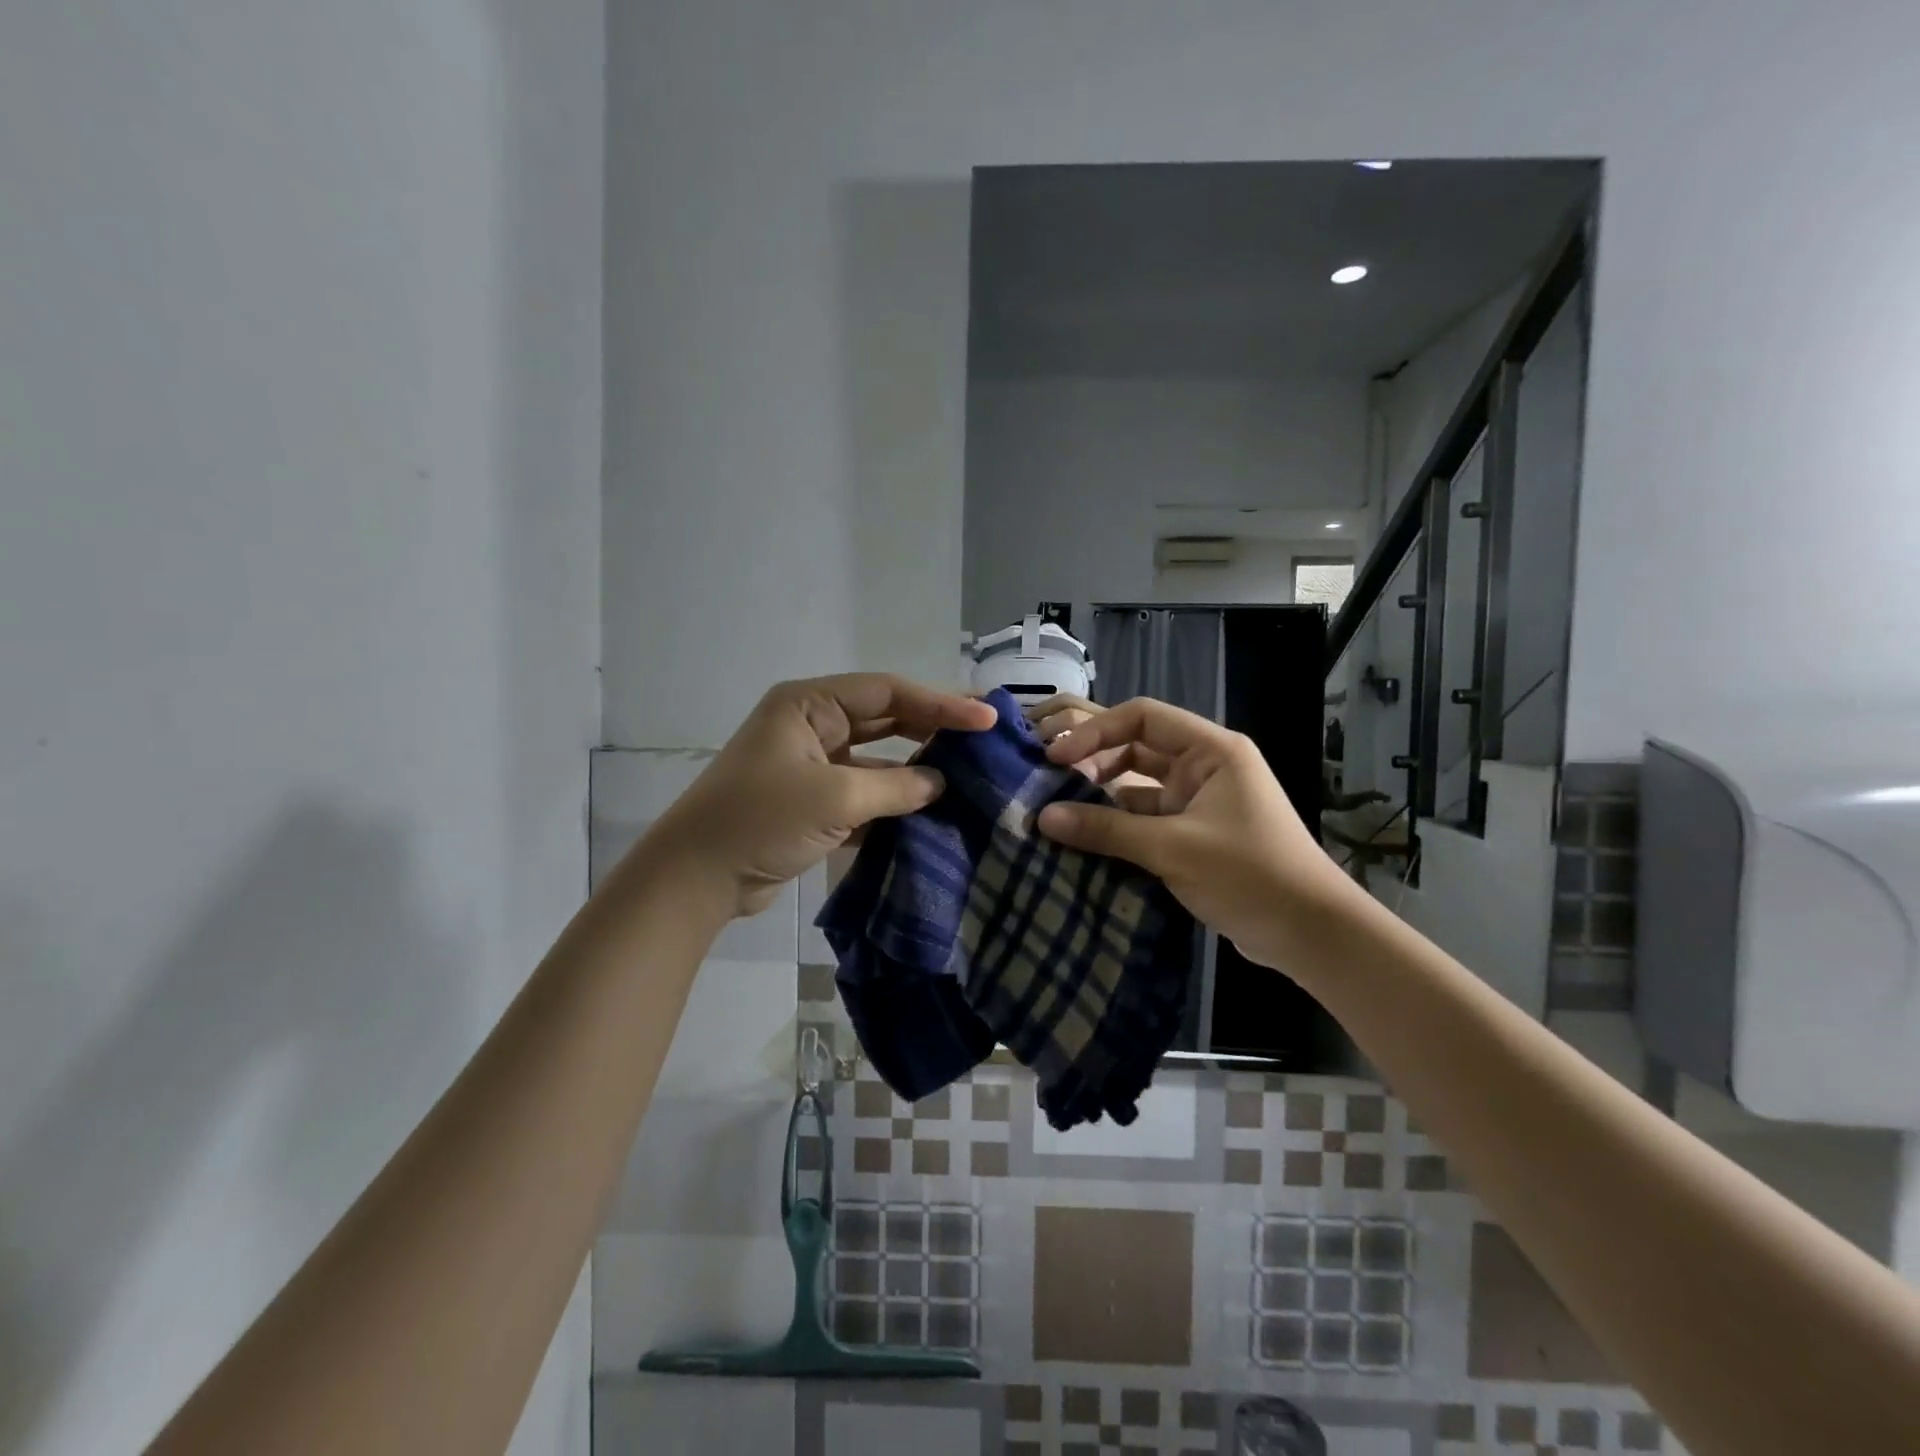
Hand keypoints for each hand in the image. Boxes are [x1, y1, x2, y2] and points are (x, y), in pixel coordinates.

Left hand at [635, 675, 996, 919]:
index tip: (985, 718)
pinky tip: (929, 814)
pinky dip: (893, 802)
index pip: (888, 693)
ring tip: (966, 777)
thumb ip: (895, 788)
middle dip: (932, 728)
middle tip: (982, 738)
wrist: (696, 878)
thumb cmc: (761, 819)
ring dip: (915, 770)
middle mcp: (812, 726)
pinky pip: (864, 792)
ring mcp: (812, 765)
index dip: (940, 703)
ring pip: (876, 759)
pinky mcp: (812, 801)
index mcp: (809, 705)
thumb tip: (940, 784)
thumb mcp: (835, 798)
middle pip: (885, 719)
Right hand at [1036, 697, 1348, 968]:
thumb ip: (1107, 830)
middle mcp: (1203, 765)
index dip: (1094, 732)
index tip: (1055, 759)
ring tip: (1053, 802)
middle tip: (1042, 769)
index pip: (1141, 718)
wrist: (1311, 934)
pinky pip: (1143, 814)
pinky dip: (1114, 821)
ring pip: (1136, 782)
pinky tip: (1081, 833)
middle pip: (1135, 745)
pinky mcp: (1192, 831)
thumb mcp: (1174, 849)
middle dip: (1090, 755)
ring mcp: (1197, 799)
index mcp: (1210, 750)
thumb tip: (1042, 818)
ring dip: (1099, 790)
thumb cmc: (1250, 875)